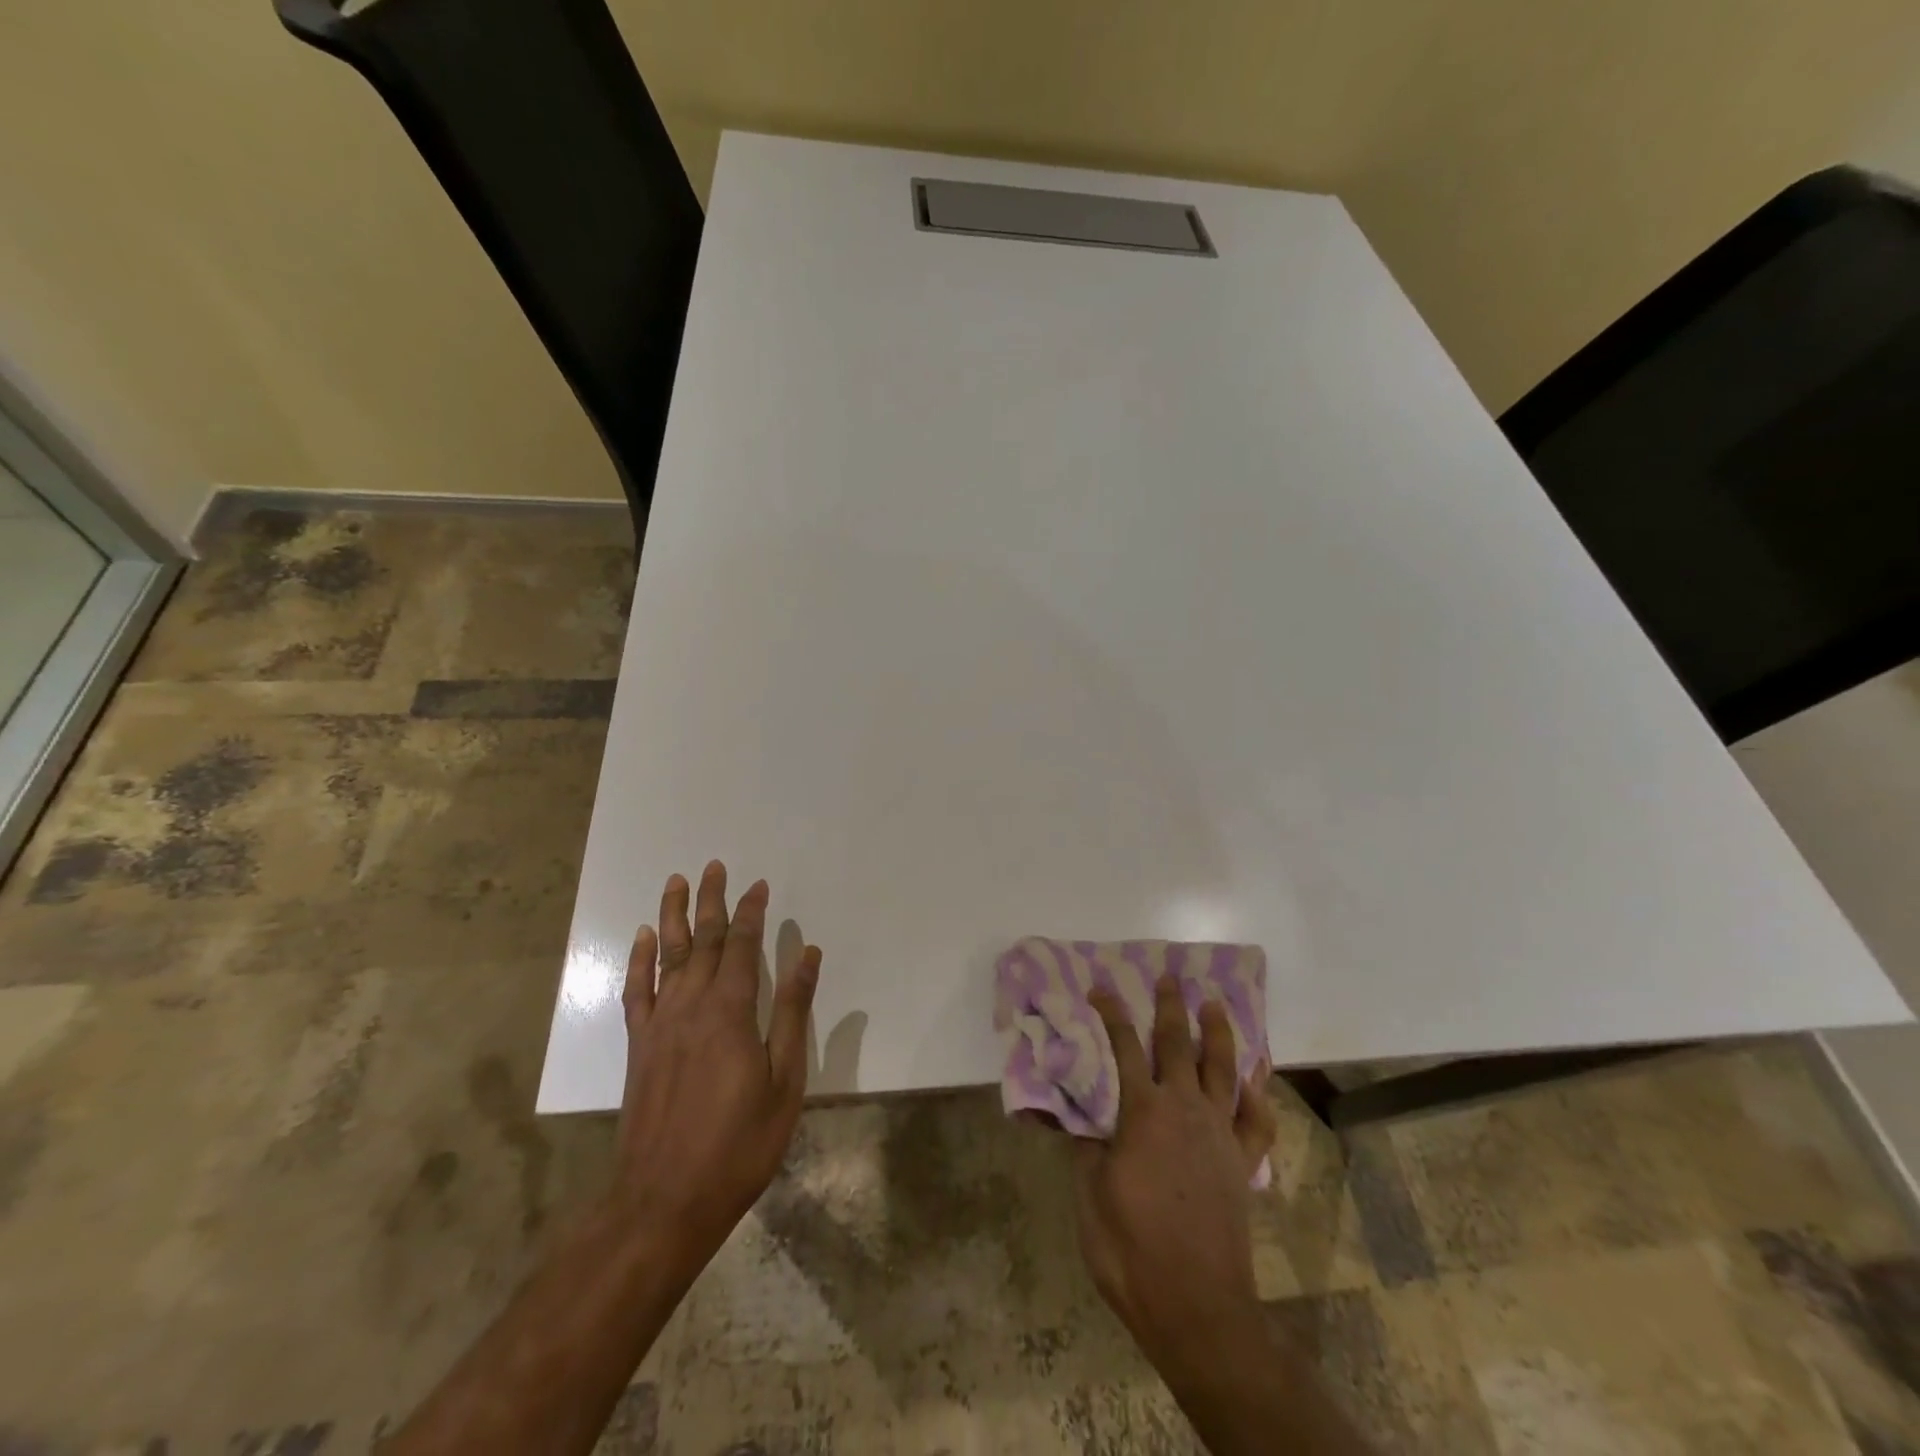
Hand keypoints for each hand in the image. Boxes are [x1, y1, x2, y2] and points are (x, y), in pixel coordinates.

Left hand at [612, 861, 820, 1280]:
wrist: (664, 1200)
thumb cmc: (738, 1143)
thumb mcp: (784, 1080)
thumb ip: (793, 1013)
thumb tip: (807, 955)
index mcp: (730, 1011)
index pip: (741, 946)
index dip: (751, 912)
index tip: (758, 885)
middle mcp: (691, 1005)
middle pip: (701, 941)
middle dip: (711, 901)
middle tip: (714, 866)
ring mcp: (659, 1024)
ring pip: (666, 956)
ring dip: (672, 916)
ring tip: (676, 882)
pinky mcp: (638, 1046)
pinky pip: (636, 991)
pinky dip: (639, 960)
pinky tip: (644, 939)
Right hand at [1074, 975, 1277, 1377]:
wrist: (1196, 1304)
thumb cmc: (1130, 1248)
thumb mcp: (1089, 1193)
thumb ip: (1085, 1142)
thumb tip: (1073, 1107)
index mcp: (1142, 1111)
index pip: (1122, 1046)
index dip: (1111, 1013)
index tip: (1100, 986)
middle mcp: (1184, 1108)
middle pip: (1177, 1044)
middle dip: (1171, 1007)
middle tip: (1170, 976)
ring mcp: (1219, 1133)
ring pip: (1221, 1068)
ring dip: (1218, 1032)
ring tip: (1215, 1004)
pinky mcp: (1242, 1162)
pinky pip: (1256, 1118)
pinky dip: (1258, 1090)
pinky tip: (1257, 1072)